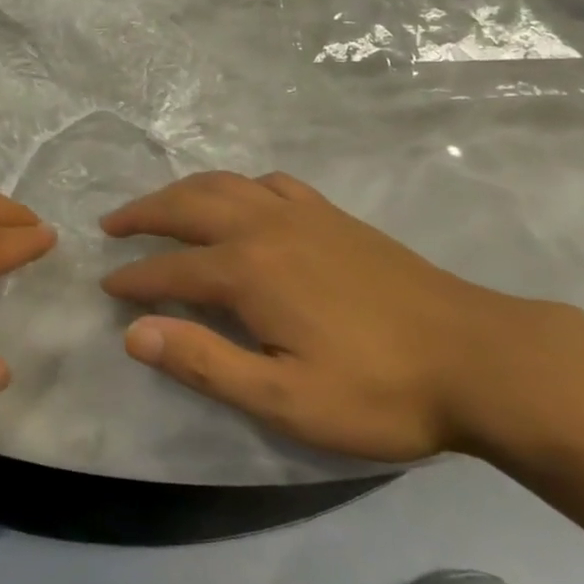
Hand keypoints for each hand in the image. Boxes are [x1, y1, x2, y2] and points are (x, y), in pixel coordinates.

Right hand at [100, 171, 518, 462]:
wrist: (477, 357)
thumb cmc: (378, 390)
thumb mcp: (286, 400)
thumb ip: (205, 362)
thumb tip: (135, 334)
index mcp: (247, 270)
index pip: (170, 269)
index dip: (134, 279)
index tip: (107, 287)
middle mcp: (263, 226)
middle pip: (186, 206)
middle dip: (142, 214)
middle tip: (111, 225)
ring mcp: (299, 212)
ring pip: (223, 184)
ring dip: (181, 191)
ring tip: (159, 205)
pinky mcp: (331, 214)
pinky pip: (269, 182)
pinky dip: (239, 185)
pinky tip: (242, 198)